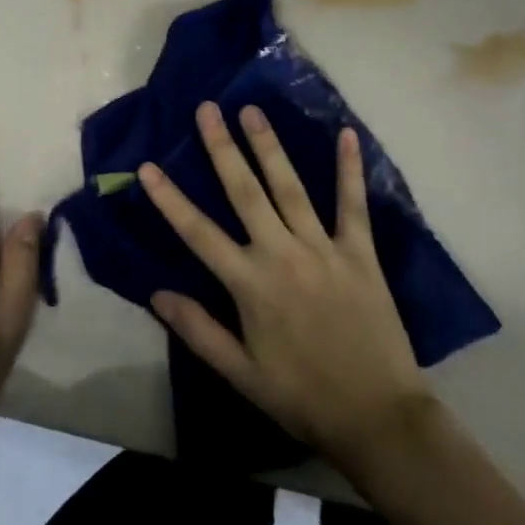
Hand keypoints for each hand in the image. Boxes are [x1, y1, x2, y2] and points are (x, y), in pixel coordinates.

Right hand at [140, 102, 434, 473]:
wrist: (377, 416)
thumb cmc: (302, 396)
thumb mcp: (241, 373)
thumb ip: (198, 330)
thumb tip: (156, 293)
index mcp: (249, 284)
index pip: (198, 232)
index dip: (170, 198)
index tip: (148, 165)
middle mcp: (282, 254)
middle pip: (245, 192)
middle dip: (222, 148)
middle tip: (208, 109)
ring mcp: (323, 248)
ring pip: (290, 187)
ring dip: (269, 146)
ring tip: (252, 110)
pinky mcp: (360, 252)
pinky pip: (353, 204)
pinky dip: (350, 169)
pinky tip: (347, 134)